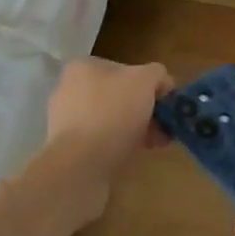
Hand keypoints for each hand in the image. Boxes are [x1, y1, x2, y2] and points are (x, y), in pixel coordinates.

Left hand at [37, 58, 173, 223]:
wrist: (79, 167)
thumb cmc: (111, 114)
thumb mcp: (144, 81)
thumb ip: (156, 74)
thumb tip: (162, 83)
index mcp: (84, 68)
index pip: (126, 68)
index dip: (151, 83)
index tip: (167, 102)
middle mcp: (71, 90)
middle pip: (120, 95)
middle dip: (146, 110)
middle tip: (165, 126)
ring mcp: (68, 122)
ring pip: (113, 120)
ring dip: (137, 130)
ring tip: (157, 143)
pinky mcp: (70, 150)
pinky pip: (102, 142)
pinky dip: (121, 146)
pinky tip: (137, 155)